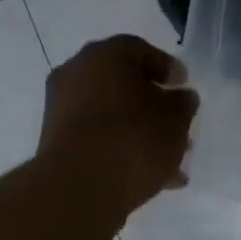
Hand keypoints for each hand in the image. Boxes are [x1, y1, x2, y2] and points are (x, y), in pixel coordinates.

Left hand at [37, 35, 197, 215]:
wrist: (78, 188)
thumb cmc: (133, 140)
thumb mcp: (175, 119)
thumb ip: (183, 103)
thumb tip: (179, 97)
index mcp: (105, 54)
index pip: (141, 51)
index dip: (168, 70)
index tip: (184, 90)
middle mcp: (77, 72)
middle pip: (124, 85)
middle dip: (154, 107)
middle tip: (178, 129)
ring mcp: (62, 107)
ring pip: (111, 115)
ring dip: (140, 133)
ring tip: (168, 163)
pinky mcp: (56, 141)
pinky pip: (96, 138)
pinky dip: (119, 149)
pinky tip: (146, 177)